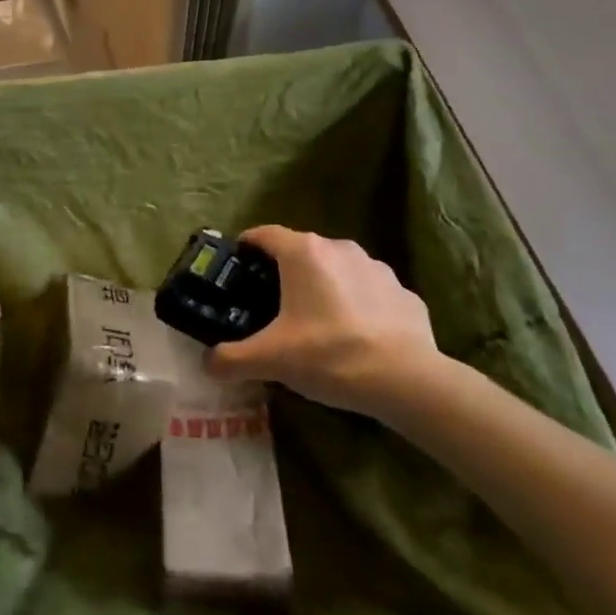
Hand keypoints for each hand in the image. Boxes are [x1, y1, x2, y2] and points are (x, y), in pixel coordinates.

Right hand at [207, 225, 443, 418]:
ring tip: (317, 325)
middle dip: (284, 273)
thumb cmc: (330, 355)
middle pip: (300, 251)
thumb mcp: (272, 360)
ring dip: (324, 288)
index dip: (246, 247)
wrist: (408, 380)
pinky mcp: (403, 292)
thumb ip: (232, 358)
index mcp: (303, 252)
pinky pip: (369, 293)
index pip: (263, 234)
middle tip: (271, 306)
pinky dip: (358, 306)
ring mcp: (375, 267)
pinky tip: (357, 338)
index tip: (236, 267)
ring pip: (337, 270)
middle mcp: (338, 247)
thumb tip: (207, 363)